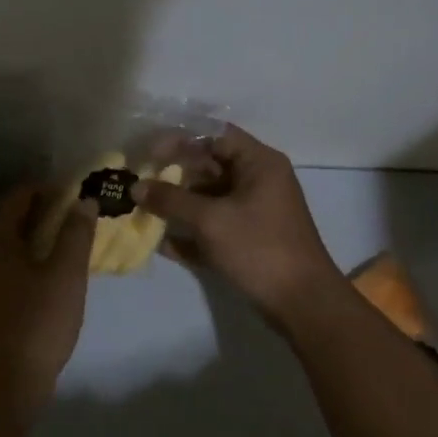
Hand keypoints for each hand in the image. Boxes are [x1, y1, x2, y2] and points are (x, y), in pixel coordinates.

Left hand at [0, 184, 96, 415]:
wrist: (2, 387)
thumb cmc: (37, 324)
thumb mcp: (66, 275)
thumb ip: (76, 233)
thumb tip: (84, 202)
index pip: (17, 195)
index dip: (48, 189)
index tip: (76, 195)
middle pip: (5, 218)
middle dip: (39, 213)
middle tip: (72, 218)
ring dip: (28, 238)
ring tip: (61, 245)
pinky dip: (17, 261)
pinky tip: (39, 277)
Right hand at [132, 125, 341, 322]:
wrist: (301, 301)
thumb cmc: (259, 248)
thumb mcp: (211, 220)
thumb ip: (171, 200)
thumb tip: (136, 187)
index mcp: (259, 163)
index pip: (215, 135)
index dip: (180, 140)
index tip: (149, 154)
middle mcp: (259, 181)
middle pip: (210, 166)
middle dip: (174, 176)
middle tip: (140, 185)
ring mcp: (255, 211)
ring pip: (210, 198)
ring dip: (179, 205)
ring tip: (144, 212)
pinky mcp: (249, 239)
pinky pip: (215, 226)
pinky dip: (192, 232)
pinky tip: (162, 244)